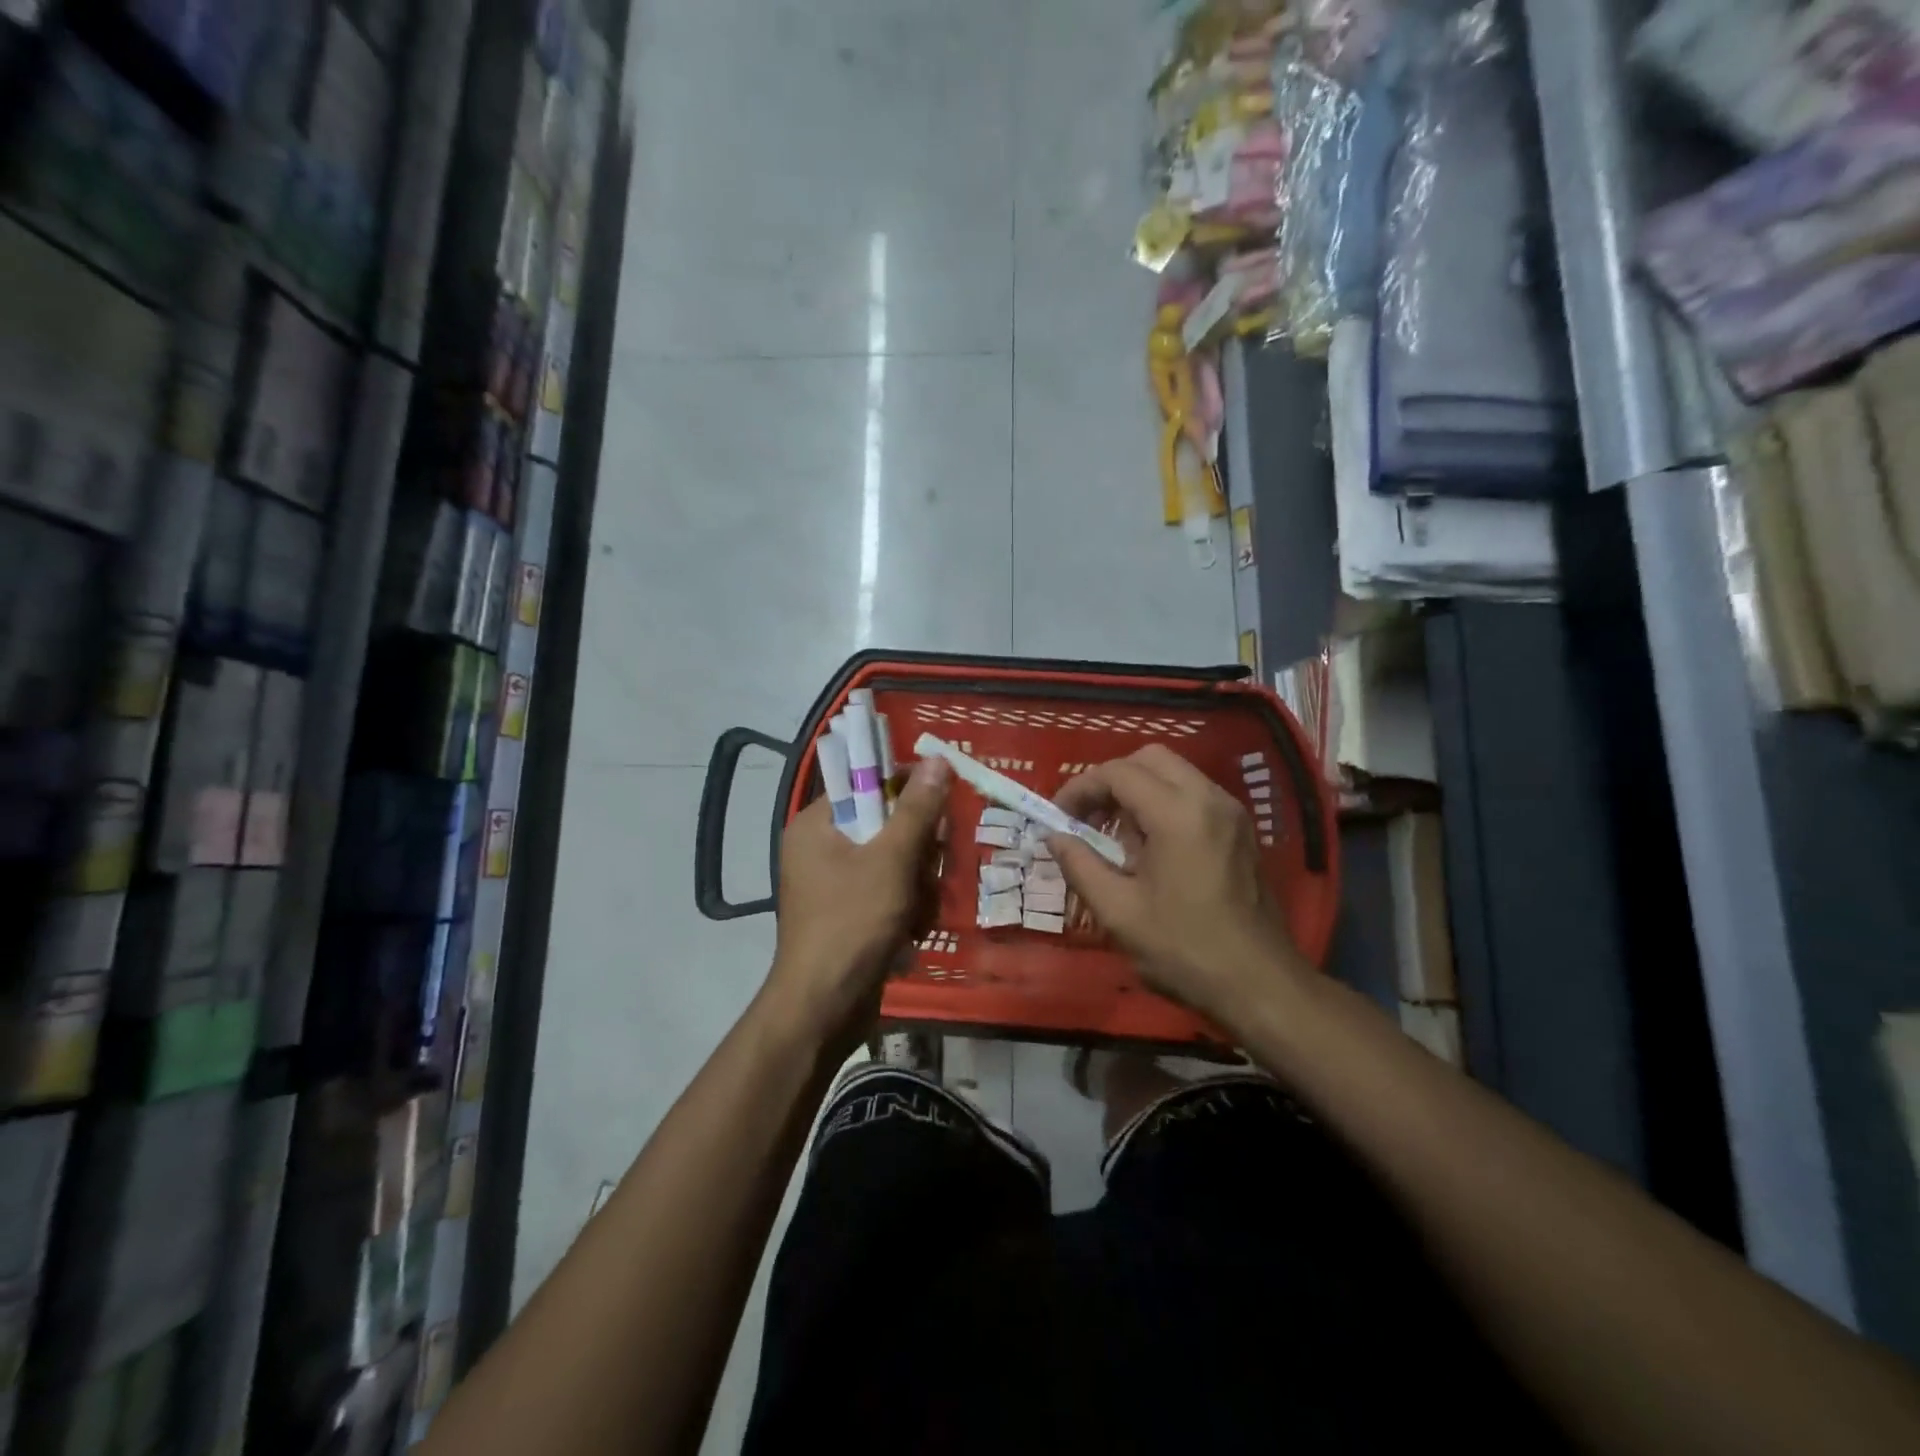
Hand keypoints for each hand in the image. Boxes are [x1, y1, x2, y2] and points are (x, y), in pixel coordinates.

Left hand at [765, 756, 951, 1047]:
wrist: (825, 1006)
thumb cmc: (853, 922)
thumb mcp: (892, 860)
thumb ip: (917, 809)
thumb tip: (936, 760)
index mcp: (817, 824)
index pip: (867, 782)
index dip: (907, 789)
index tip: (939, 808)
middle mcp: (822, 847)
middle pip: (887, 823)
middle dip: (917, 851)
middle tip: (929, 870)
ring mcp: (835, 882)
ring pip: (896, 860)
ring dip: (918, 884)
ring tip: (919, 912)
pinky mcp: (850, 912)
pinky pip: (889, 890)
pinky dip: (907, 906)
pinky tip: (913, 930)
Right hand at [1048, 745, 1303, 1027]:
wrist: (1260, 985)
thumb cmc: (1184, 949)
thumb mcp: (1118, 911)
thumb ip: (1080, 864)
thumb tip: (1054, 836)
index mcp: (1178, 814)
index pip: (1118, 773)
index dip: (1080, 788)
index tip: (1058, 817)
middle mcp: (1209, 798)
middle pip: (1149, 758)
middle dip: (1111, 780)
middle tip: (1087, 817)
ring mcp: (1231, 812)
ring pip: (1174, 772)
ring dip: (1137, 790)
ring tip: (1115, 835)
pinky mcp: (1241, 829)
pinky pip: (1194, 794)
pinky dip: (1163, 802)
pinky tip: (1150, 846)